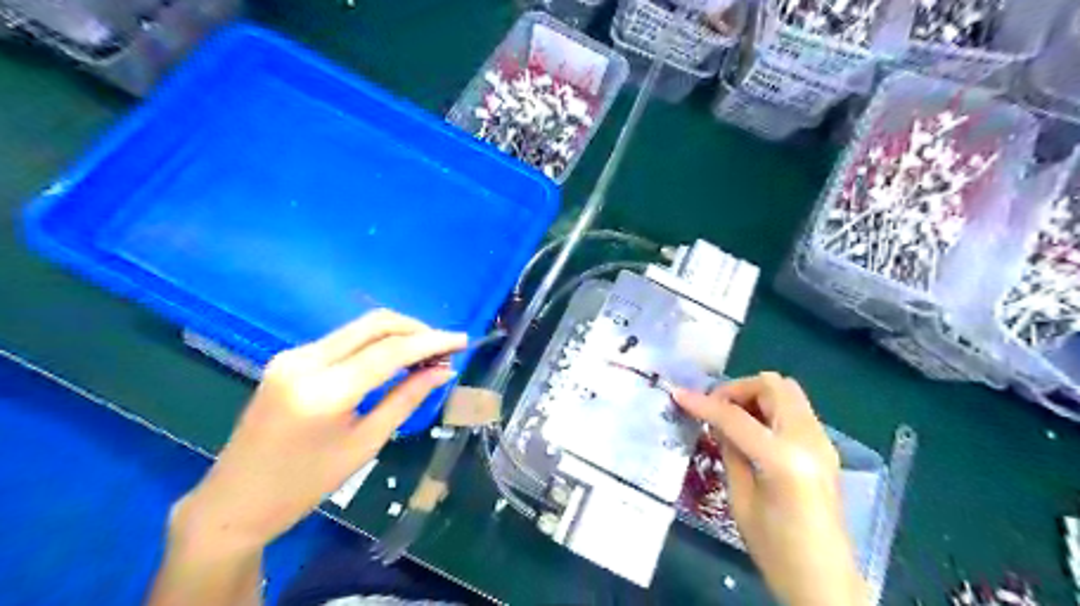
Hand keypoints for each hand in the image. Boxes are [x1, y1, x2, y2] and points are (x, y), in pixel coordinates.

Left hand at [175, 312, 466, 558]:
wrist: (235, 500)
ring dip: (398, 333)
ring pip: (359, 327)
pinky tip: (394, 358)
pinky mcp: (289, 358)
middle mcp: (305, 361)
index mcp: (323, 391)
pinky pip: (343, 339)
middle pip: (374, 324)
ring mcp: (293, 355)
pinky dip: (375, 342)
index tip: (462, 340)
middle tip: (446, 346)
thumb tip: (443, 371)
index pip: (389, 351)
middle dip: (416, 329)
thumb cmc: (306, 484)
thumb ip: (406, 399)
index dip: (431, 342)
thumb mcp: (365, 444)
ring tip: (427, 353)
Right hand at [672, 374, 866, 605]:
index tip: (678, 394)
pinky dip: (769, 408)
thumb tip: (717, 421)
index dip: (704, 403)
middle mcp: (809, 440)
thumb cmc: (776, 551)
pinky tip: (751, 431)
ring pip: (787, 392)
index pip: (736, 416)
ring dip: (755, 395)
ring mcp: (823, 441)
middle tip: (715, 408)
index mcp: (784, 459)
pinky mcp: (825, 448)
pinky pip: (794, 410)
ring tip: (731, 418)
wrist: (826, 584)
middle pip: (773, 385)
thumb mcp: (740, 500)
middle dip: (738, 389)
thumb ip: (730, 451)